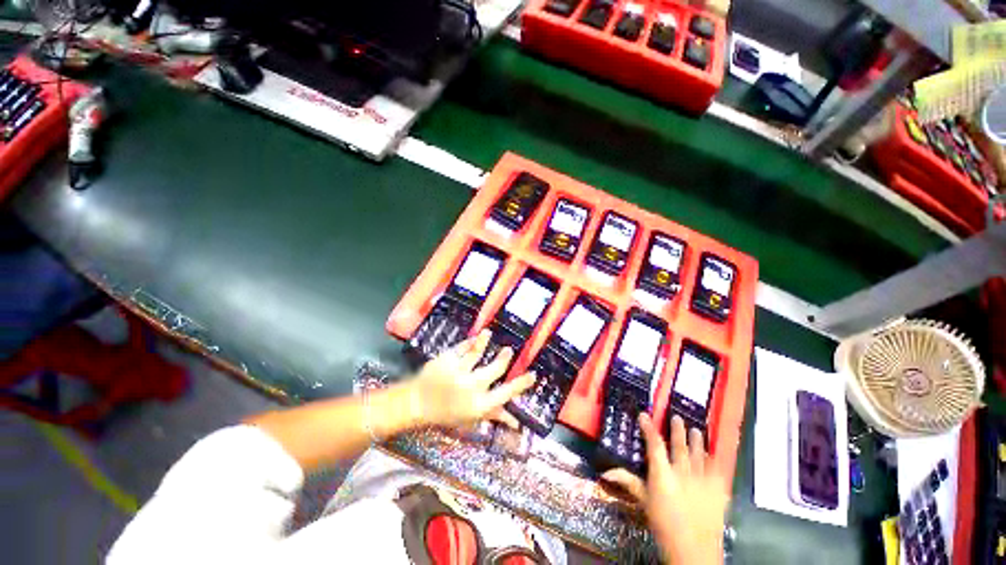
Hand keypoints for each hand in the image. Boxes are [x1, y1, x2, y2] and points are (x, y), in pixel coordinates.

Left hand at [409, 329, 535, 429]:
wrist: (417, 404)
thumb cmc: (447, 414)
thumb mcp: (472, 418)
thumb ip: (495, 416)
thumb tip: (517, 423)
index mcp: (479, 404)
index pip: (506, 394)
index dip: (521, 384)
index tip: (532, 374)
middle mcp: (471, 387)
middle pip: (495, 369)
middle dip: (504, 358)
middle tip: (509, 350)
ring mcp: (457, 372)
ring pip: (476, 353)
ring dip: (484, 342)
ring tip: (488, 334)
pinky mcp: (446, 360)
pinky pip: (461, 348)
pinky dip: (469, 342)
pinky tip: (474, 338)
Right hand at [603, 414, 728, 564]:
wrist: (694, 551)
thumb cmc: (664, 525)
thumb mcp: (644, 502)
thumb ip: (629, 482)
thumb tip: (606, 471)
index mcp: (662, 475)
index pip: (654, 445)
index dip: (648, 428)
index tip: (644, 415)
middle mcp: (682, 473)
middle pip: (679, 445)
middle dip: (677, 430)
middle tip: (677, 417)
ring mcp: (702, 480)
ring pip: (699, 454)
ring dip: (697, 440)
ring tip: (695, 429)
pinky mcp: (718, 490)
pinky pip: (717, 469)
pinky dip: (715, 459)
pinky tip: (713, 453)